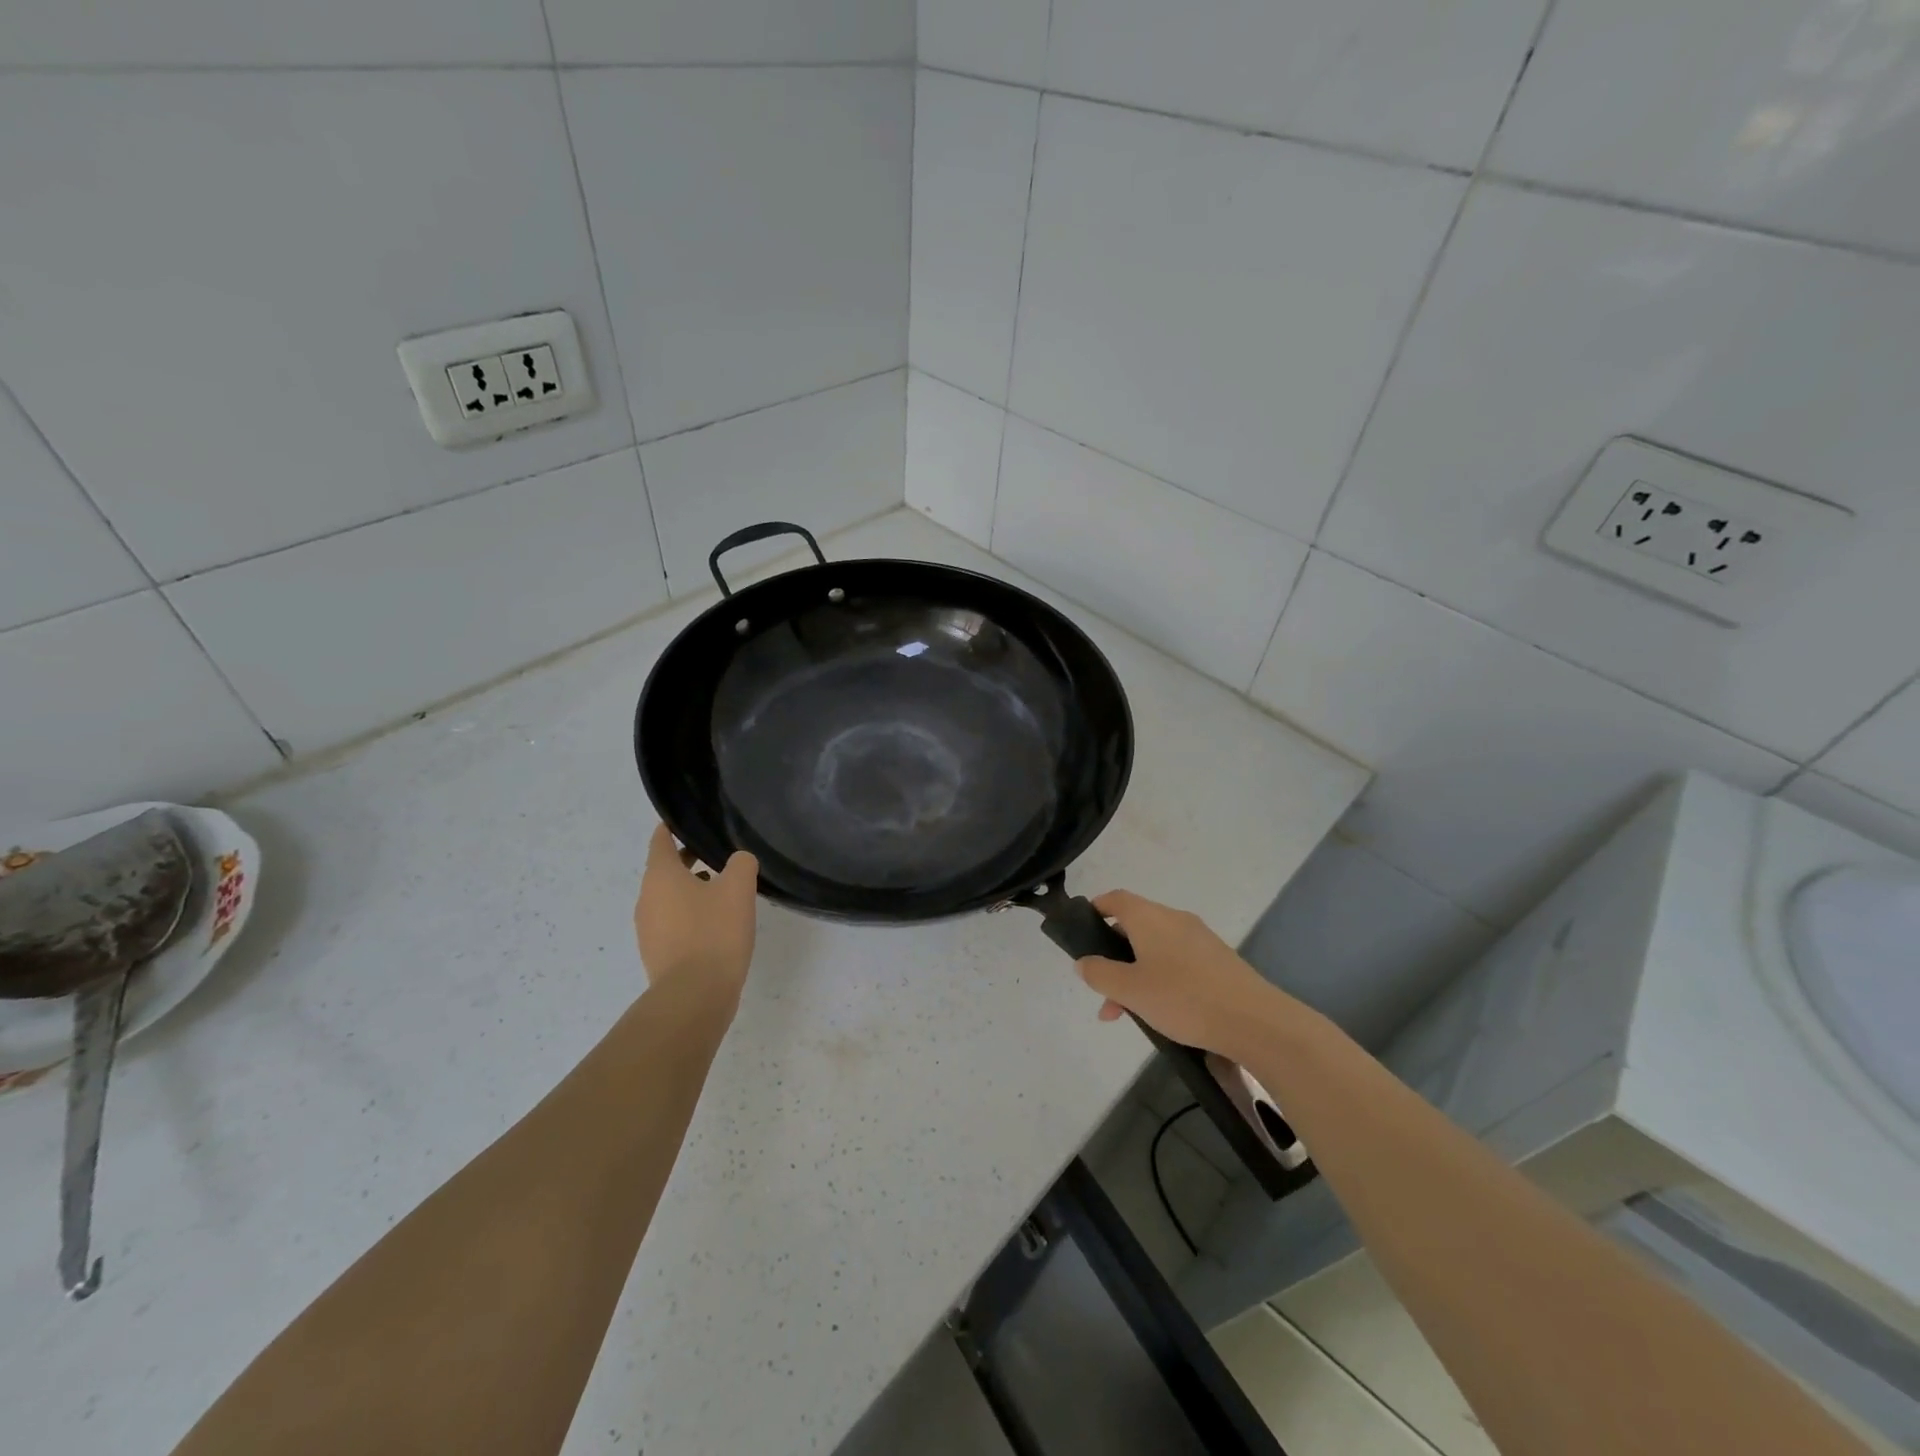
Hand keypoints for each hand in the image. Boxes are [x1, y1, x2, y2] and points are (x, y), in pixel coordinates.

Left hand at [634, 824, 758, 1005]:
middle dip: (688, 861)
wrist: (694, 995)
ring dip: (691, 891)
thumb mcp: (738, 889)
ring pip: (669, 898)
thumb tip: (738, 862)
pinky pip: (672, 923)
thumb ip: (741, 864)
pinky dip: (690, 916)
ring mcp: (648, 929)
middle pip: (664, 870)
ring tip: (724, 893)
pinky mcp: (657, 954)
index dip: (672, 828)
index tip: (687, 822)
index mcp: (661, 876)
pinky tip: (717, 926)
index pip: (660, 840)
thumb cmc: (714, 933)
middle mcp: (647, 899)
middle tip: (718, 857)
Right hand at [1075, 891, 1279, 1057]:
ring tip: (1127, 1015)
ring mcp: (1199, 939)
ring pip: (1155, 949)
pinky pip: (1177, 962)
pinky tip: (1162, 1014)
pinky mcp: (1218, 960)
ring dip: (1135, 975)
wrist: (1255, 1021)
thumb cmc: (1184, 998)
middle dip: (1113, 958)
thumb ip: (1100, 974)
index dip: (1094, 910)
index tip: (1081, 933)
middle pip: (1134, 927)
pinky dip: (1160, 979)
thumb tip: (1083, 962)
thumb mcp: (1130, 990)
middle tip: (1102, 993)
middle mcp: (1174, 919)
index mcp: (1150, 917)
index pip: (1115, 899)